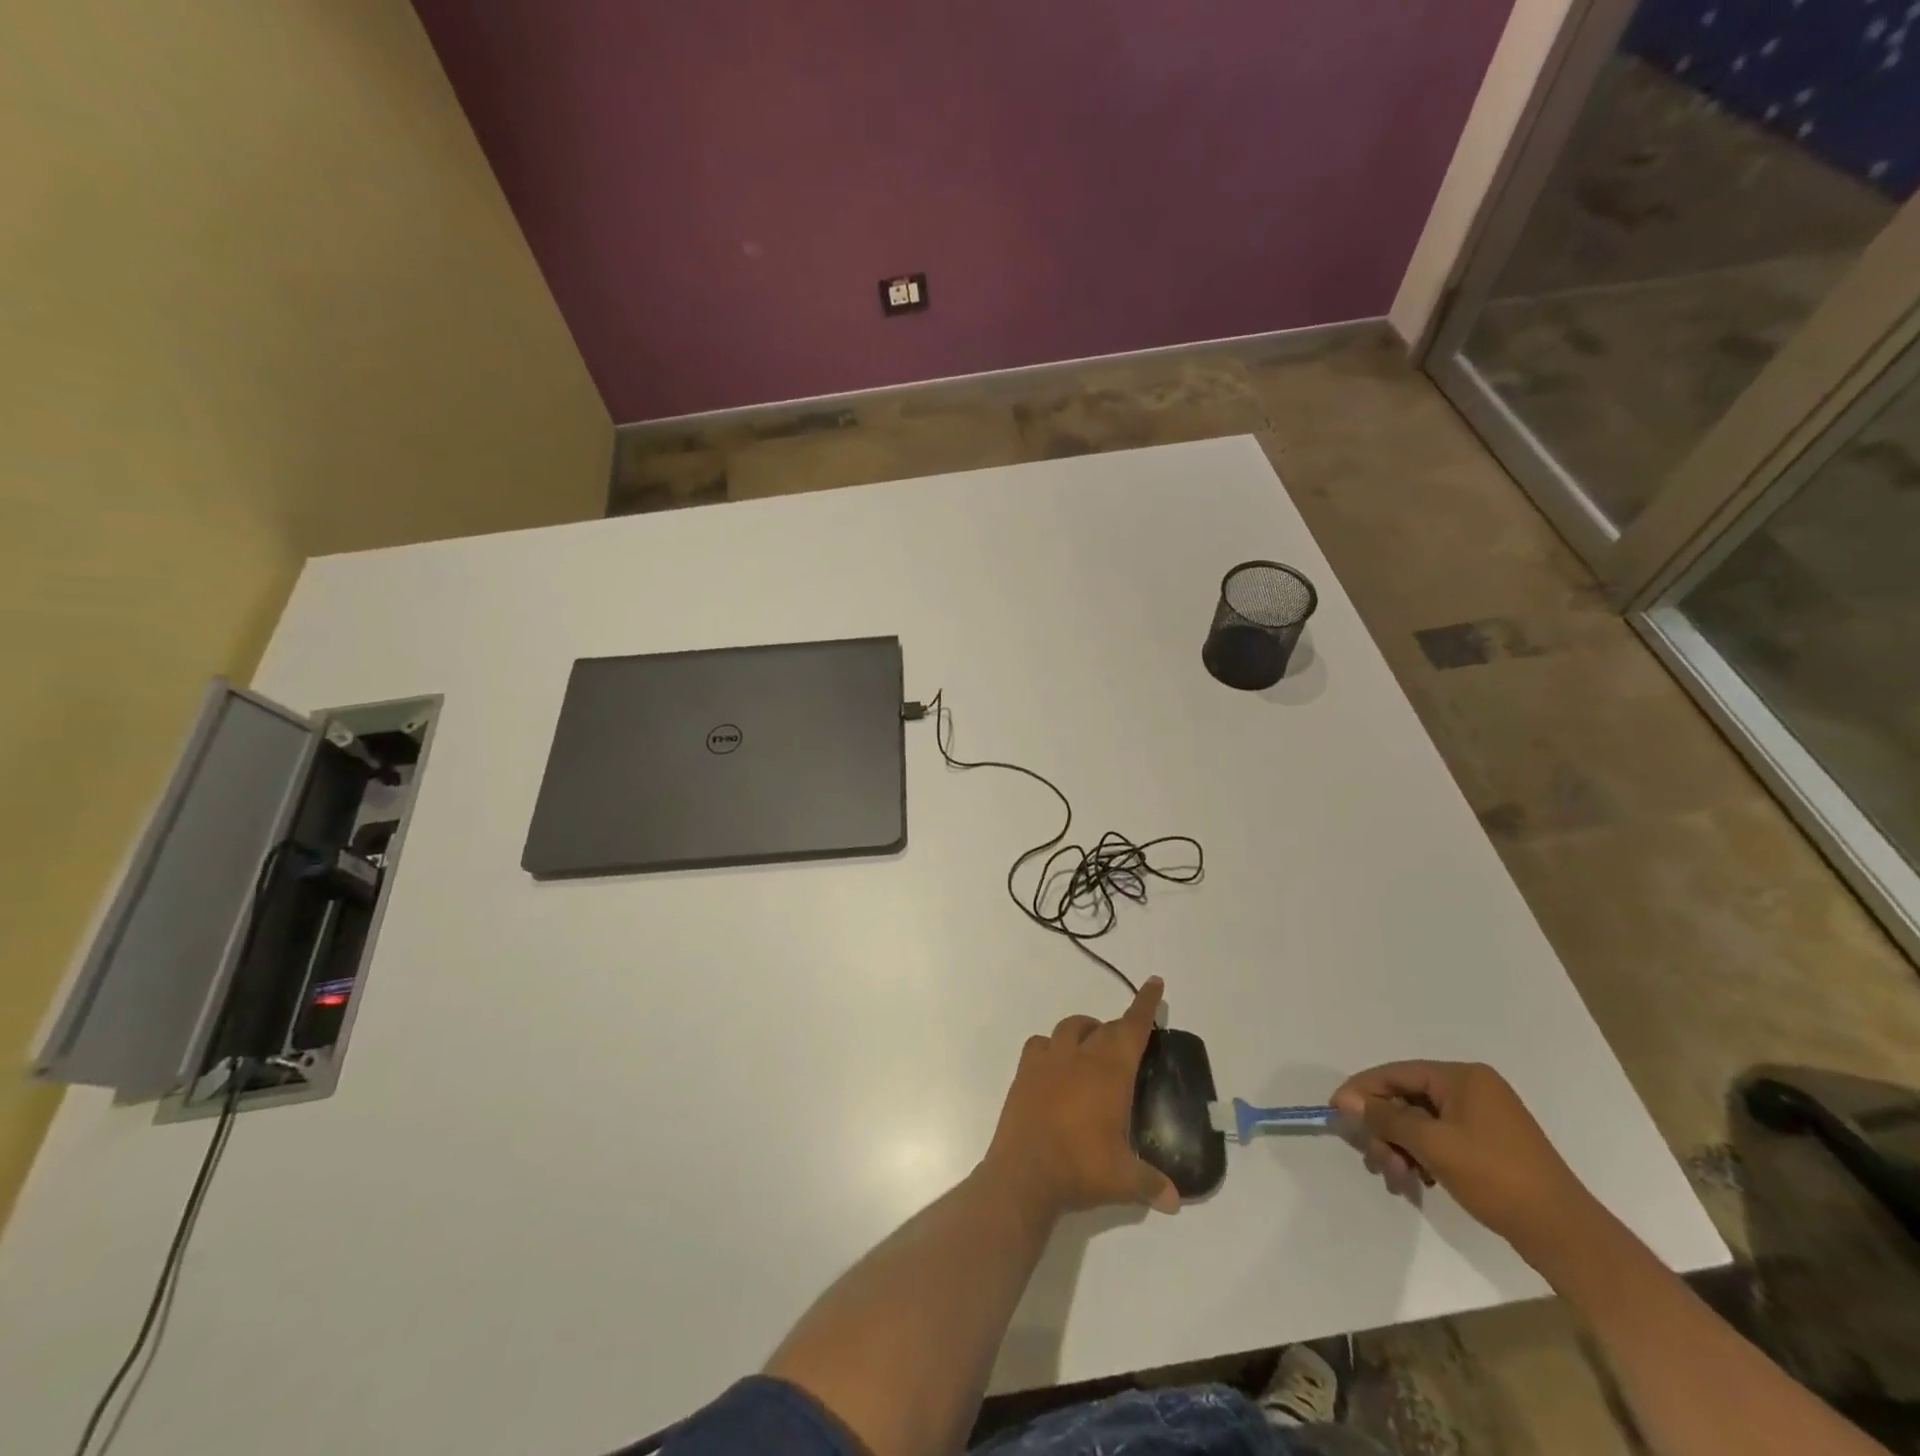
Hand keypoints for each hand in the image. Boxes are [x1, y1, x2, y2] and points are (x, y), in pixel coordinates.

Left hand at [982, 977, 1179, 1219]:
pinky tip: (1055, 1063)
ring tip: (1093, 1047)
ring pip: (1069, 1027)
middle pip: (1104, 1028)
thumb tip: (1175, 1201)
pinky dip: (1051, 1045)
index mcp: (1109, 1072)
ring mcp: (1048, 1061)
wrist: (1024, 1174)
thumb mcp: (1124, 1180)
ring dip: (1085, 1030)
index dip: (1145, 1005)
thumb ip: (1152, 1184)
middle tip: (1129, 1043)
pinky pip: (1039, 1044)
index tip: (1154, 982)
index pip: (1132, 1029)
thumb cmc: (1080, 1169)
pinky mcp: (1024, 1072)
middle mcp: (1079, 1057)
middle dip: (1119, 1029)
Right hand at [1330, 1061, 1596, 1259]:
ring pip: (1421, 1123)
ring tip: (1395, 1178)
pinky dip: (1421, 1156)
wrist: (1566, 1236)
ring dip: (1400, 1147)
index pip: (1397, 1073)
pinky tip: (1415, 1180)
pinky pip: (1440, 1139)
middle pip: (1407, 1099)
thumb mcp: (1433, 1144)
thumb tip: (1348, 1101)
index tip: (1335, 1111)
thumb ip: (1386, 1118)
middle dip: (1384, 1129)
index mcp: (1462, 1077)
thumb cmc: (1497, 1178)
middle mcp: (1472, 1089)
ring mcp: (1483, 1118)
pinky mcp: (1488, 1145)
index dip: (1362, 1090)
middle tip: (1372, 1160)